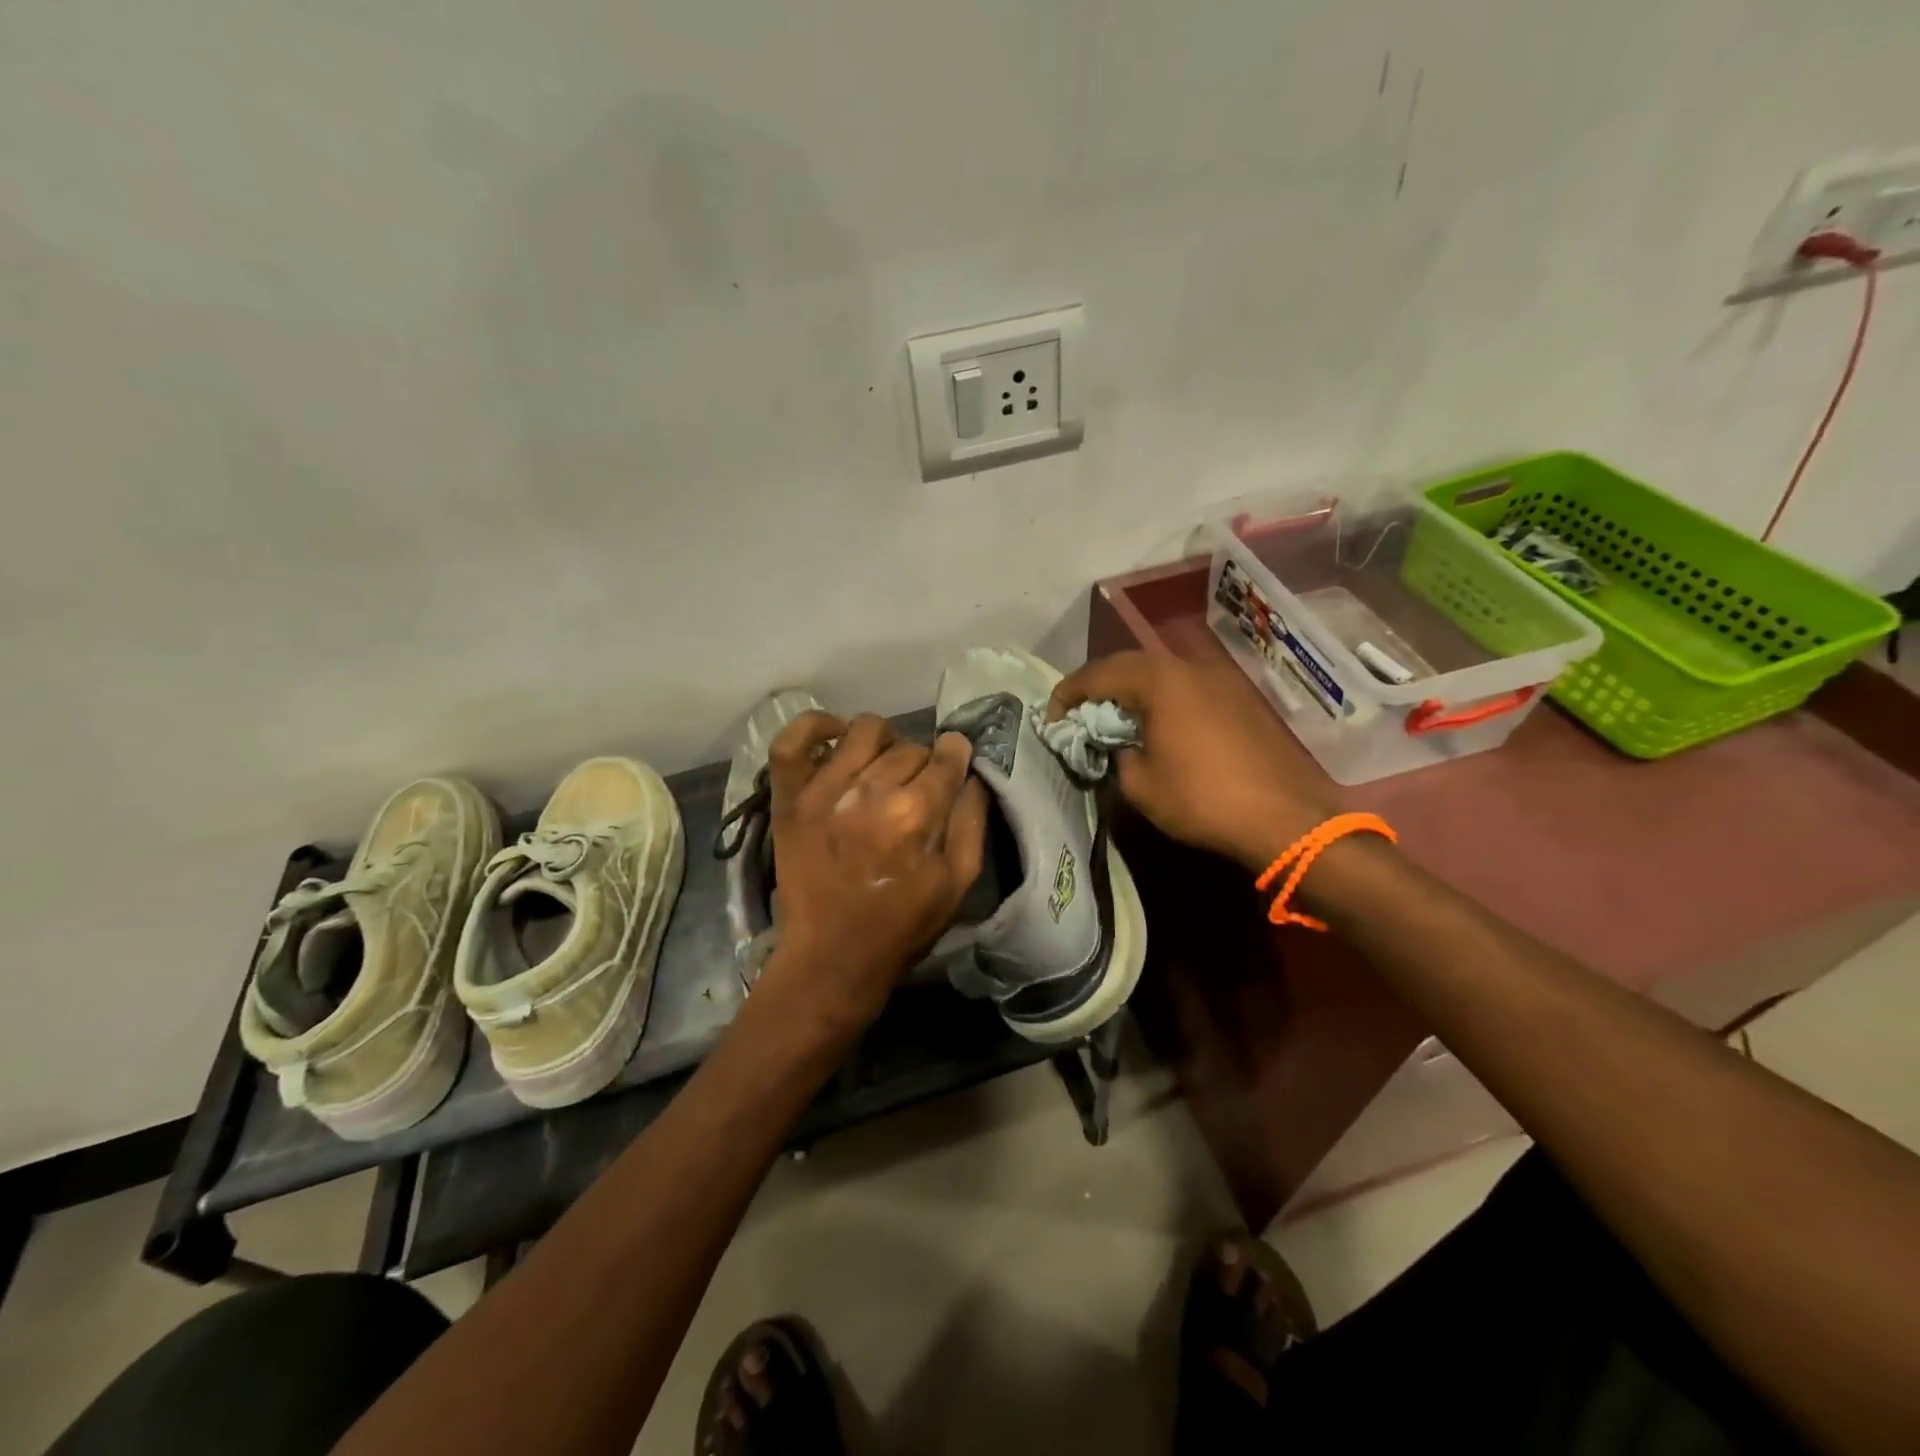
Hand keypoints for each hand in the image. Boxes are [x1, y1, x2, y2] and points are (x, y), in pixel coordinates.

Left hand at [756, 712, 988, 1032]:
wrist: (832, 958)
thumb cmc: (901, 926)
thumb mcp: (958, 882)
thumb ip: (972, 821)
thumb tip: (973, 774)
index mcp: (915, 814)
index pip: (946, 757)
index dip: (956, 754)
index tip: (955, 759)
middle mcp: (869, 792)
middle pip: (909, 746)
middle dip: (922, 761)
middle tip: (917, 787)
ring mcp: (823, 791)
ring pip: (864, 731)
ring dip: (883, 741)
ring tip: (882, 766)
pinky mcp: (790, 799)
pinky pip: (792, 742)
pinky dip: (814, 726)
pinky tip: (836, 737)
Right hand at [1048, 650, 1334, 870]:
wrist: (1284, 819)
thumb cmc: (1202, 799)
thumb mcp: (1139, 784)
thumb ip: (1116, 755)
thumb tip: (1119, 746)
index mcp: (1159, 681)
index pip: (1097, 674)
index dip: (1067, 695)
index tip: (1051, 719)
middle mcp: (1189, 668)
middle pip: (1130, 666)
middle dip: (1098, 688)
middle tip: (1079, 716)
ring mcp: (1219, 681)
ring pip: (1161, 675)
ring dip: (1132, 693)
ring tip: (1116, 722)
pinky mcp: (1239, 700)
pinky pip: (1187, 690)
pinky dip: (1162, 702)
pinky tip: (1158, 729)